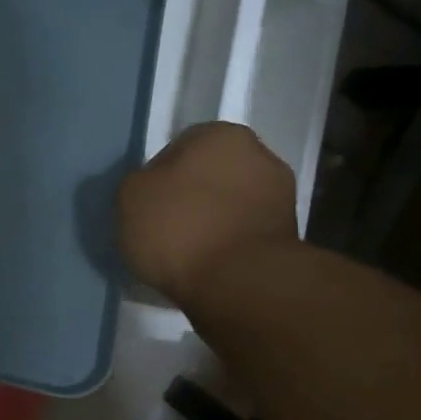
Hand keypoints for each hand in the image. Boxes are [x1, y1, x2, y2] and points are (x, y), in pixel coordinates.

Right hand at [117, 122, 298, 309]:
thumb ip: (140, 183)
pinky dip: (229, 246)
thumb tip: (153, 189)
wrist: (240, 285)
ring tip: (186, 254)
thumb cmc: (180, 228)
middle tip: (166, 227)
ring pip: (230, 206)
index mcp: (221, 134)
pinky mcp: (289, 238)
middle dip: (192, 197)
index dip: (160, 177)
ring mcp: (280, 197)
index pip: (180, 148)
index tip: (148, 206)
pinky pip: (244, 235)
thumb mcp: (131, 196)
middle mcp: (259, 156)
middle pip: (211, 175)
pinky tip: (208, 268)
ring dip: (213, 223)